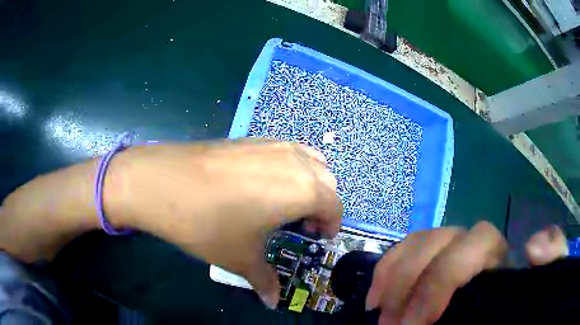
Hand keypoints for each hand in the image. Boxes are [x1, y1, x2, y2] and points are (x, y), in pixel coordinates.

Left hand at [115, 139, 341, 307]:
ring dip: (308, 182)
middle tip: (300, 223)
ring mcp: (272, 145)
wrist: (164, 182)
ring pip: (309, 160)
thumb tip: (272, 301)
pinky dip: (288, 167)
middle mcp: (295, 161)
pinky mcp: (251, 138)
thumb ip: (264, 280)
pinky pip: (285, 151)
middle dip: (322, 203)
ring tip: (285, 201)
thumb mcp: (241, 257)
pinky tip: (261, 184)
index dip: (331, 224)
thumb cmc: (209, 223)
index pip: (334, 206)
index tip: (318, 238)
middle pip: (327, 180)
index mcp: (304, 189)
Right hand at [365, 222, 567, 324]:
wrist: (495, 321)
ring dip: (394, 275)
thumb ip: (551, 262)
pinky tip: (376, 295)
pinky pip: (405, 252)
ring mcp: (447, 256)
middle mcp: (473, 249)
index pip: (477, 240)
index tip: (421, 322)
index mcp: (498, 256)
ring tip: (378, 311)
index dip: (445, 276)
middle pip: (440, 240)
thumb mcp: (536, 292)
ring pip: (419, 242)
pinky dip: (388, 268)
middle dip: (411, 283)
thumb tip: (532, 246)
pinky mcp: (427, 268)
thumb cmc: (515, 312)